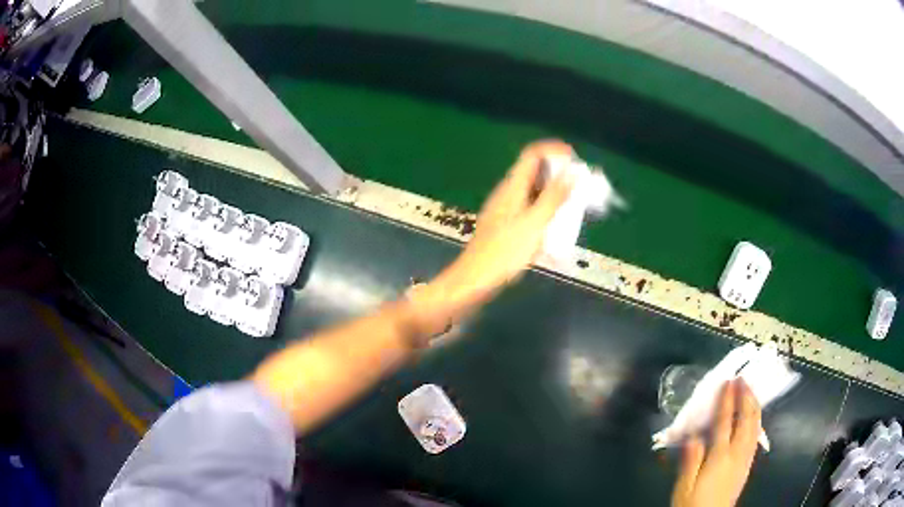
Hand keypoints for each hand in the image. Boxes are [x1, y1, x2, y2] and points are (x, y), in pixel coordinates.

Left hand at [410, 140, 575, 330]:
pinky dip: (544, 213)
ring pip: (533, 193)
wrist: (474, 281)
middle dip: (558, 175)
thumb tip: (572, 173)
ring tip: (572, 208)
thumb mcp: (534, 224)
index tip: (575, 158)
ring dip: (553, 195)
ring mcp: (504, 210)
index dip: (553, 150)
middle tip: (579, 186)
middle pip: (533, 173)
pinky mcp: (504, 226)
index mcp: (512, 187)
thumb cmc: (504, 253)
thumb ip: (553, 198)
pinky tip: (555, 231)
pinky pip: (529, 211)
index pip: (532, 154)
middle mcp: (507, 194)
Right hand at [672, 379, 761, 506]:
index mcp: (720, 457)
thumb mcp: (685, 487)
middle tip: (743, 379)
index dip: (727, 400)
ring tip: (751, 391)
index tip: (728, 382)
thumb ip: (691, 460)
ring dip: (754, 405)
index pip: (725, 422)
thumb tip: (694, 435)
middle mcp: (737, 453)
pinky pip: (756, 436)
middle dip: (746, 397)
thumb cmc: (693, 505)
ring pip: (755, 426)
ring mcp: (745, 459)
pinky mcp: (747, 465)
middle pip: (746, 419)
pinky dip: (756, 420)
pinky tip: (753, 417)